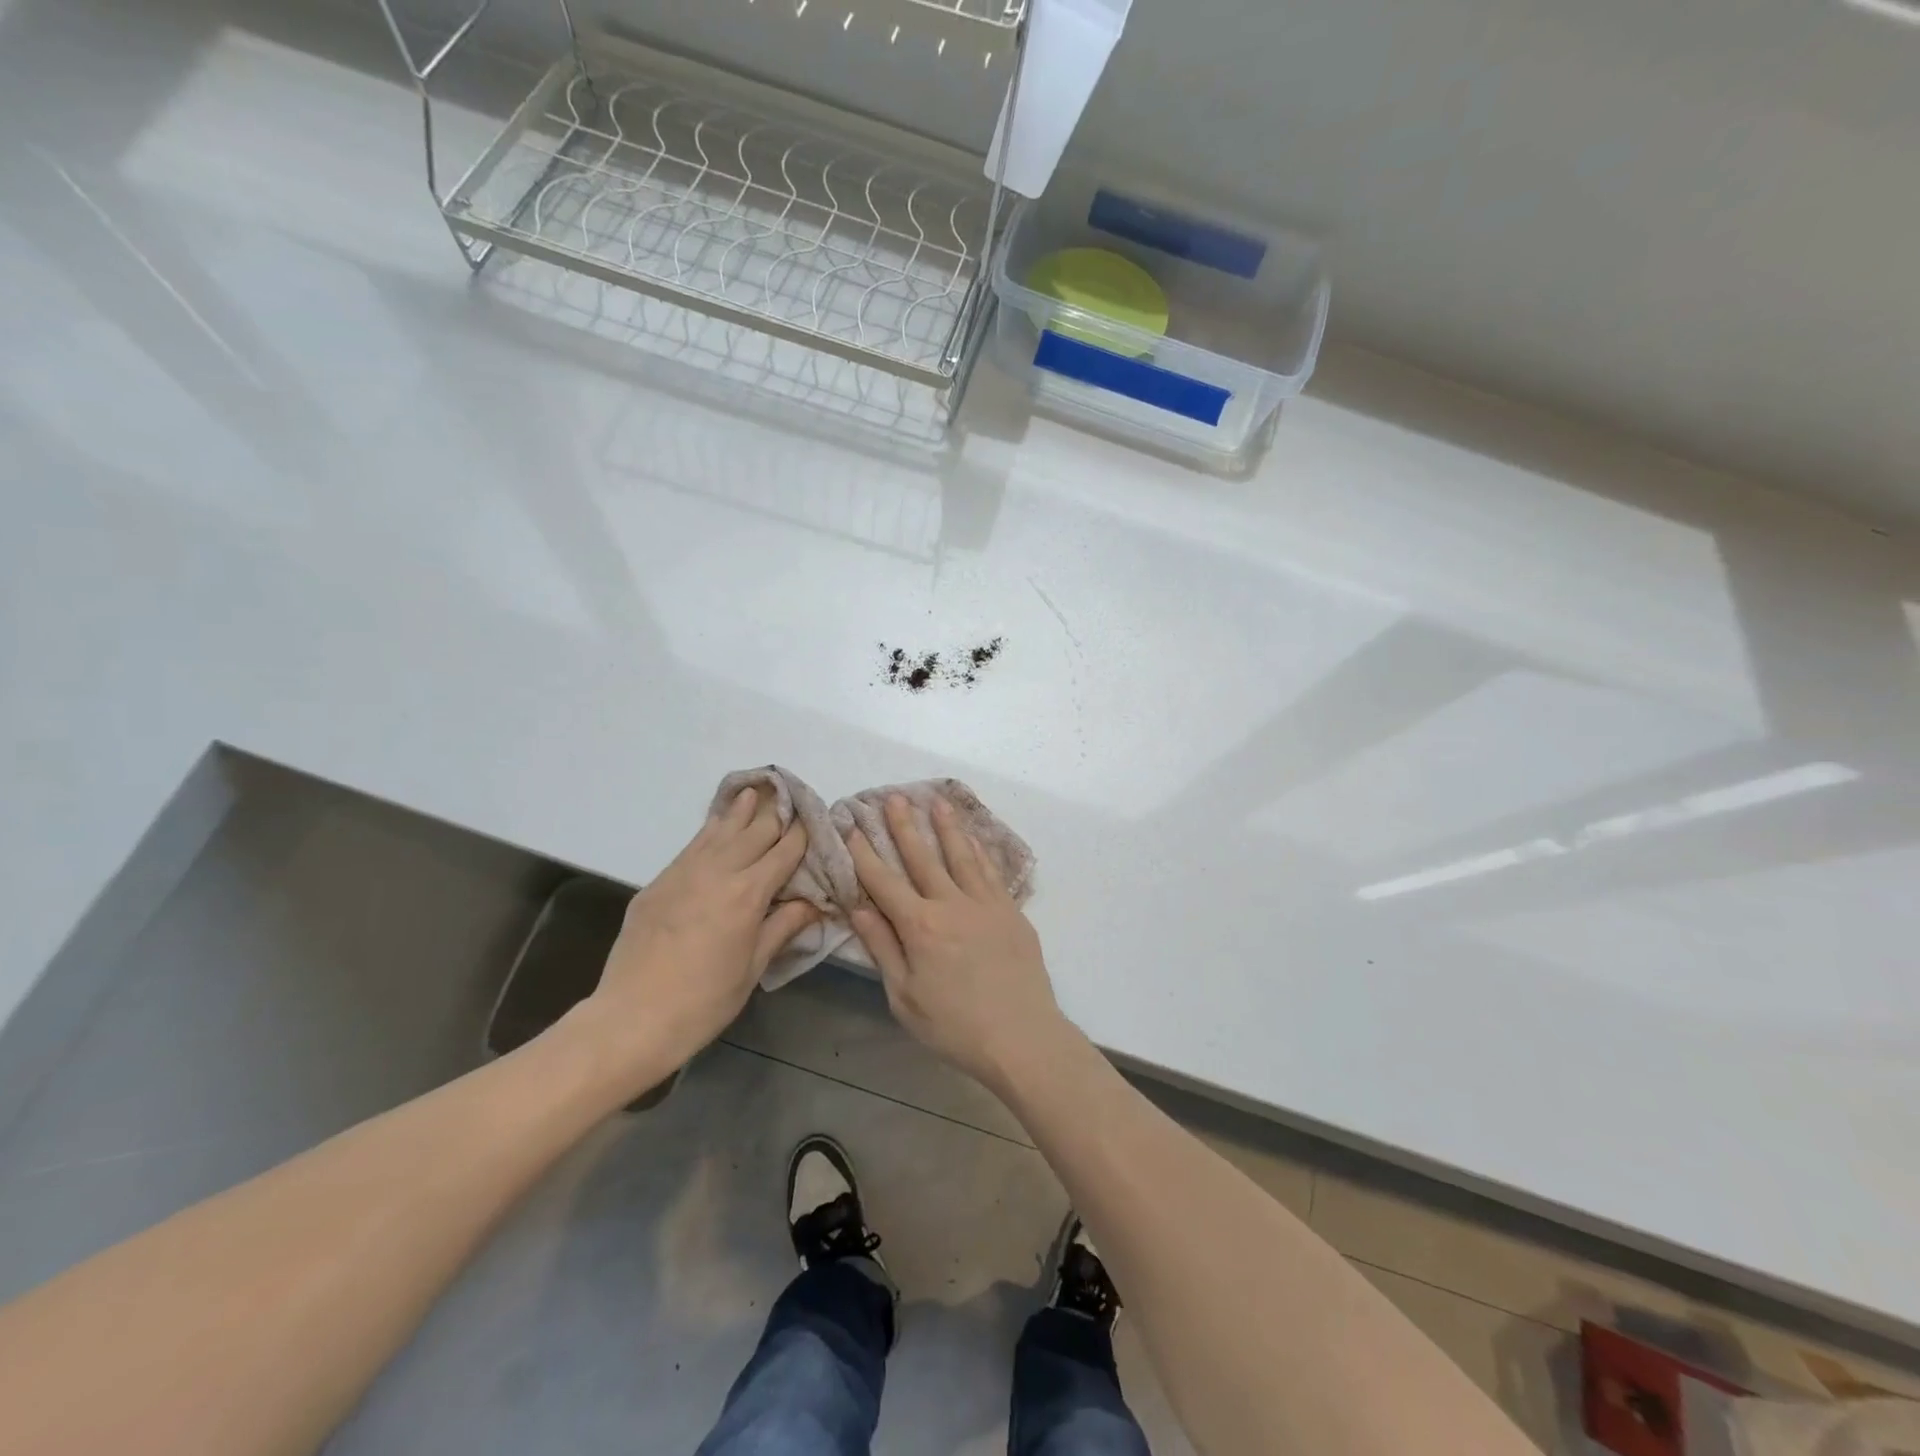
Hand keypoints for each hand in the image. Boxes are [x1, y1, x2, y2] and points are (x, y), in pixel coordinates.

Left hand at [581, 787, 816, 1091]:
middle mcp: (718, 872)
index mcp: (748, 894)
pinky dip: (711, 829)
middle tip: (793, 799)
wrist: (633, 1018)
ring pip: (721, 831)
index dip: (804, 833)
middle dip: (777, 815)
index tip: (817, 819)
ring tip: (756, 790)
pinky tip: (718, 822)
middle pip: (755, 832)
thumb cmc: (704, 1000)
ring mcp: (684, 873)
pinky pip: (692, 845)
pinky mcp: (659, 882)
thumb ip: (783, 927)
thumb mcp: (753, 967)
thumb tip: (813, 903)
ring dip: (742, 810)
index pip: (785, 852)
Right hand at [845, 794, 1066, 1090]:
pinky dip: (979, 850)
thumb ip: (883, 948)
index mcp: (920, 926)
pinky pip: (991, 871)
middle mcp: (952, 903)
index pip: (884, 881)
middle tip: (893, 797)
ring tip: (936, 802)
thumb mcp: (904, 996)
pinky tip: (973, 838)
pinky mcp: (1011, 911)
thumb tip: (859, 908)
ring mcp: (986, 903)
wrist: (1022, 1036)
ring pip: (962, 855)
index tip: (851, 827)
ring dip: (947, 827)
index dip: (865, 854)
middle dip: (904, 826)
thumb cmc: (954, 1026)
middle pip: (923, 857)